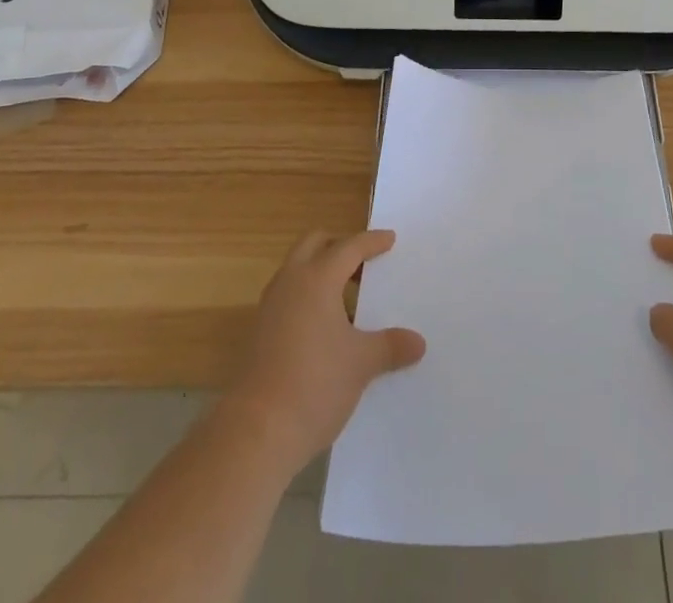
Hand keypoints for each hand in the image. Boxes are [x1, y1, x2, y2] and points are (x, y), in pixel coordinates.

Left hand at [224, 230, 425, 471]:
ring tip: (348, 295)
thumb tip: (418, 343)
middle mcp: (290, 283)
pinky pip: (288, 296)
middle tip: (364, 262)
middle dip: (339, 245)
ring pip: (297, 270)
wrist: (254, 434)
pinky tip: (326, 326)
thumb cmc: (314, 385)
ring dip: (321, 271)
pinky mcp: (259, 333)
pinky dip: (308, 296)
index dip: (372, 241)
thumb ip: (390, 346)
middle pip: (315, 244)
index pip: (349, 247)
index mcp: (317, 278)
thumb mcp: (361, 364)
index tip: (390, 239)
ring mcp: (269, 307)